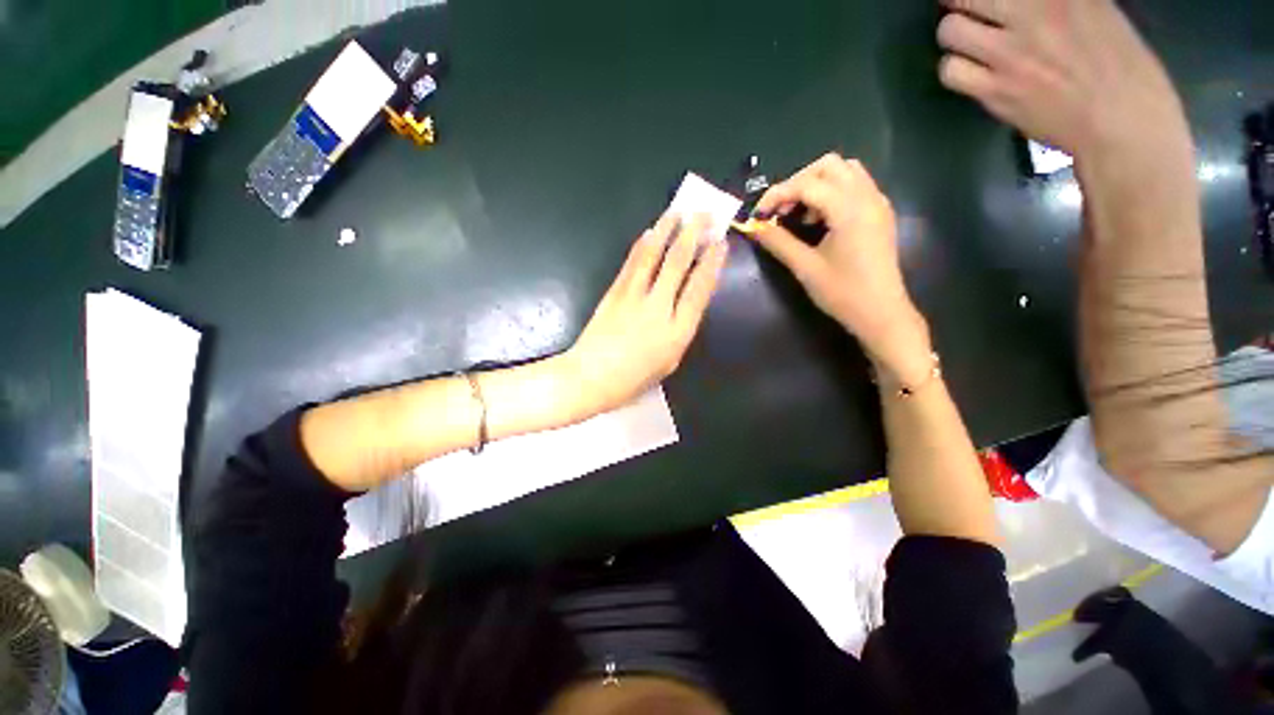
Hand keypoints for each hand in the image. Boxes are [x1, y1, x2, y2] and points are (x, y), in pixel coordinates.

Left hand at [563, 213, 727, 415]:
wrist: (590, 376)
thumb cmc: (633, 378)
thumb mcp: (668, 362)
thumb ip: (679, 331)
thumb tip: (683, 303)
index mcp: (677, 331)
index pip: (699, 289)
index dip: (711, 263)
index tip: (720, 243)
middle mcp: (658, 308)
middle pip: (678, 264)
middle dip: (692, 235)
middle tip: (702, 214)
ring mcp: (633, 297)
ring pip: (653, 256)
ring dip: (666, 230)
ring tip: (676, 211)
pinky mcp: (614, 292)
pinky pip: (631, 263)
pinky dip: (642, 246)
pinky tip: (649, 232)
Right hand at [752, 154, 932, 384]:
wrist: (881, 313)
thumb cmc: (843, 293)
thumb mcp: (805, 268)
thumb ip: (778, 242)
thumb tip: (754, 227)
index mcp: (849, 209)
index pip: (807, 184)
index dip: (777, 194)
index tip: (758, 214)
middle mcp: (867, 197)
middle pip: (829, 165)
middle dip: (798, 182)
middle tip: (780, 210)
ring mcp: (877, 203)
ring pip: (845, 171)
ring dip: (816, 184)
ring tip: (800, 213)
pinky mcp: (879, 213)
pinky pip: (855, 185)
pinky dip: (832, 192)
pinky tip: (820, 219)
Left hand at [936, 0, 1191, 162]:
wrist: (1121, 121)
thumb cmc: (1118, 65)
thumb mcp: (1092, 10)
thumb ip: (1049, 3)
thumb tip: (1013, 6)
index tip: (983, 1)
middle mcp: (1031, 13)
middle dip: (962, 3)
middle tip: (970, 11)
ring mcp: (1009, 53)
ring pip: (949, 31)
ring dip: (955, 37)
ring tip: (969, 43)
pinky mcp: (993, 89)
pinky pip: (950, 71)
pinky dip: (954, 68)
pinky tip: (970, 71)